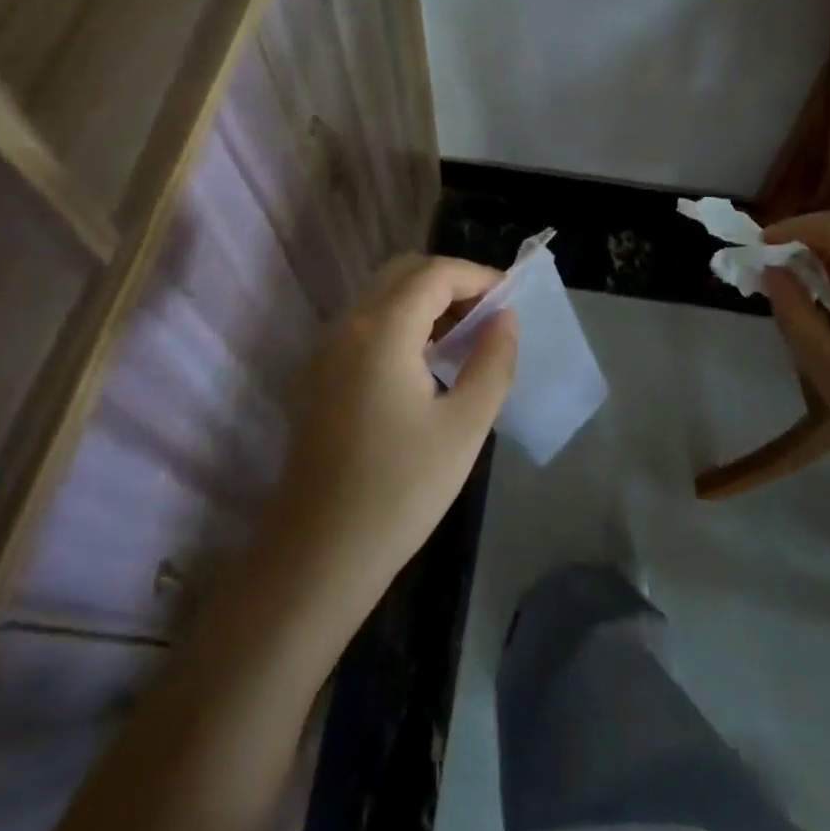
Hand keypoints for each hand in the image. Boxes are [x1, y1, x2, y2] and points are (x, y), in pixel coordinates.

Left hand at [269, 255, 517, 611]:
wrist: (318, 556)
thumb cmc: (401, 490)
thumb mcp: (464, 426)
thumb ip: (492, 361)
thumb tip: (504, 319)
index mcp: (382, 330)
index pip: (435, 273)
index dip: (478, 276)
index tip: (511, 299)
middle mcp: (348, 327)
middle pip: (404, 274)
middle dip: (452, 283)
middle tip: (488, 316)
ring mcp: (326, 352)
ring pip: (383, 299)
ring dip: (426, 303)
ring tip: (466, 339)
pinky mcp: (318, 378)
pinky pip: (366, 327)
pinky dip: (402, 325)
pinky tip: (427, 367)